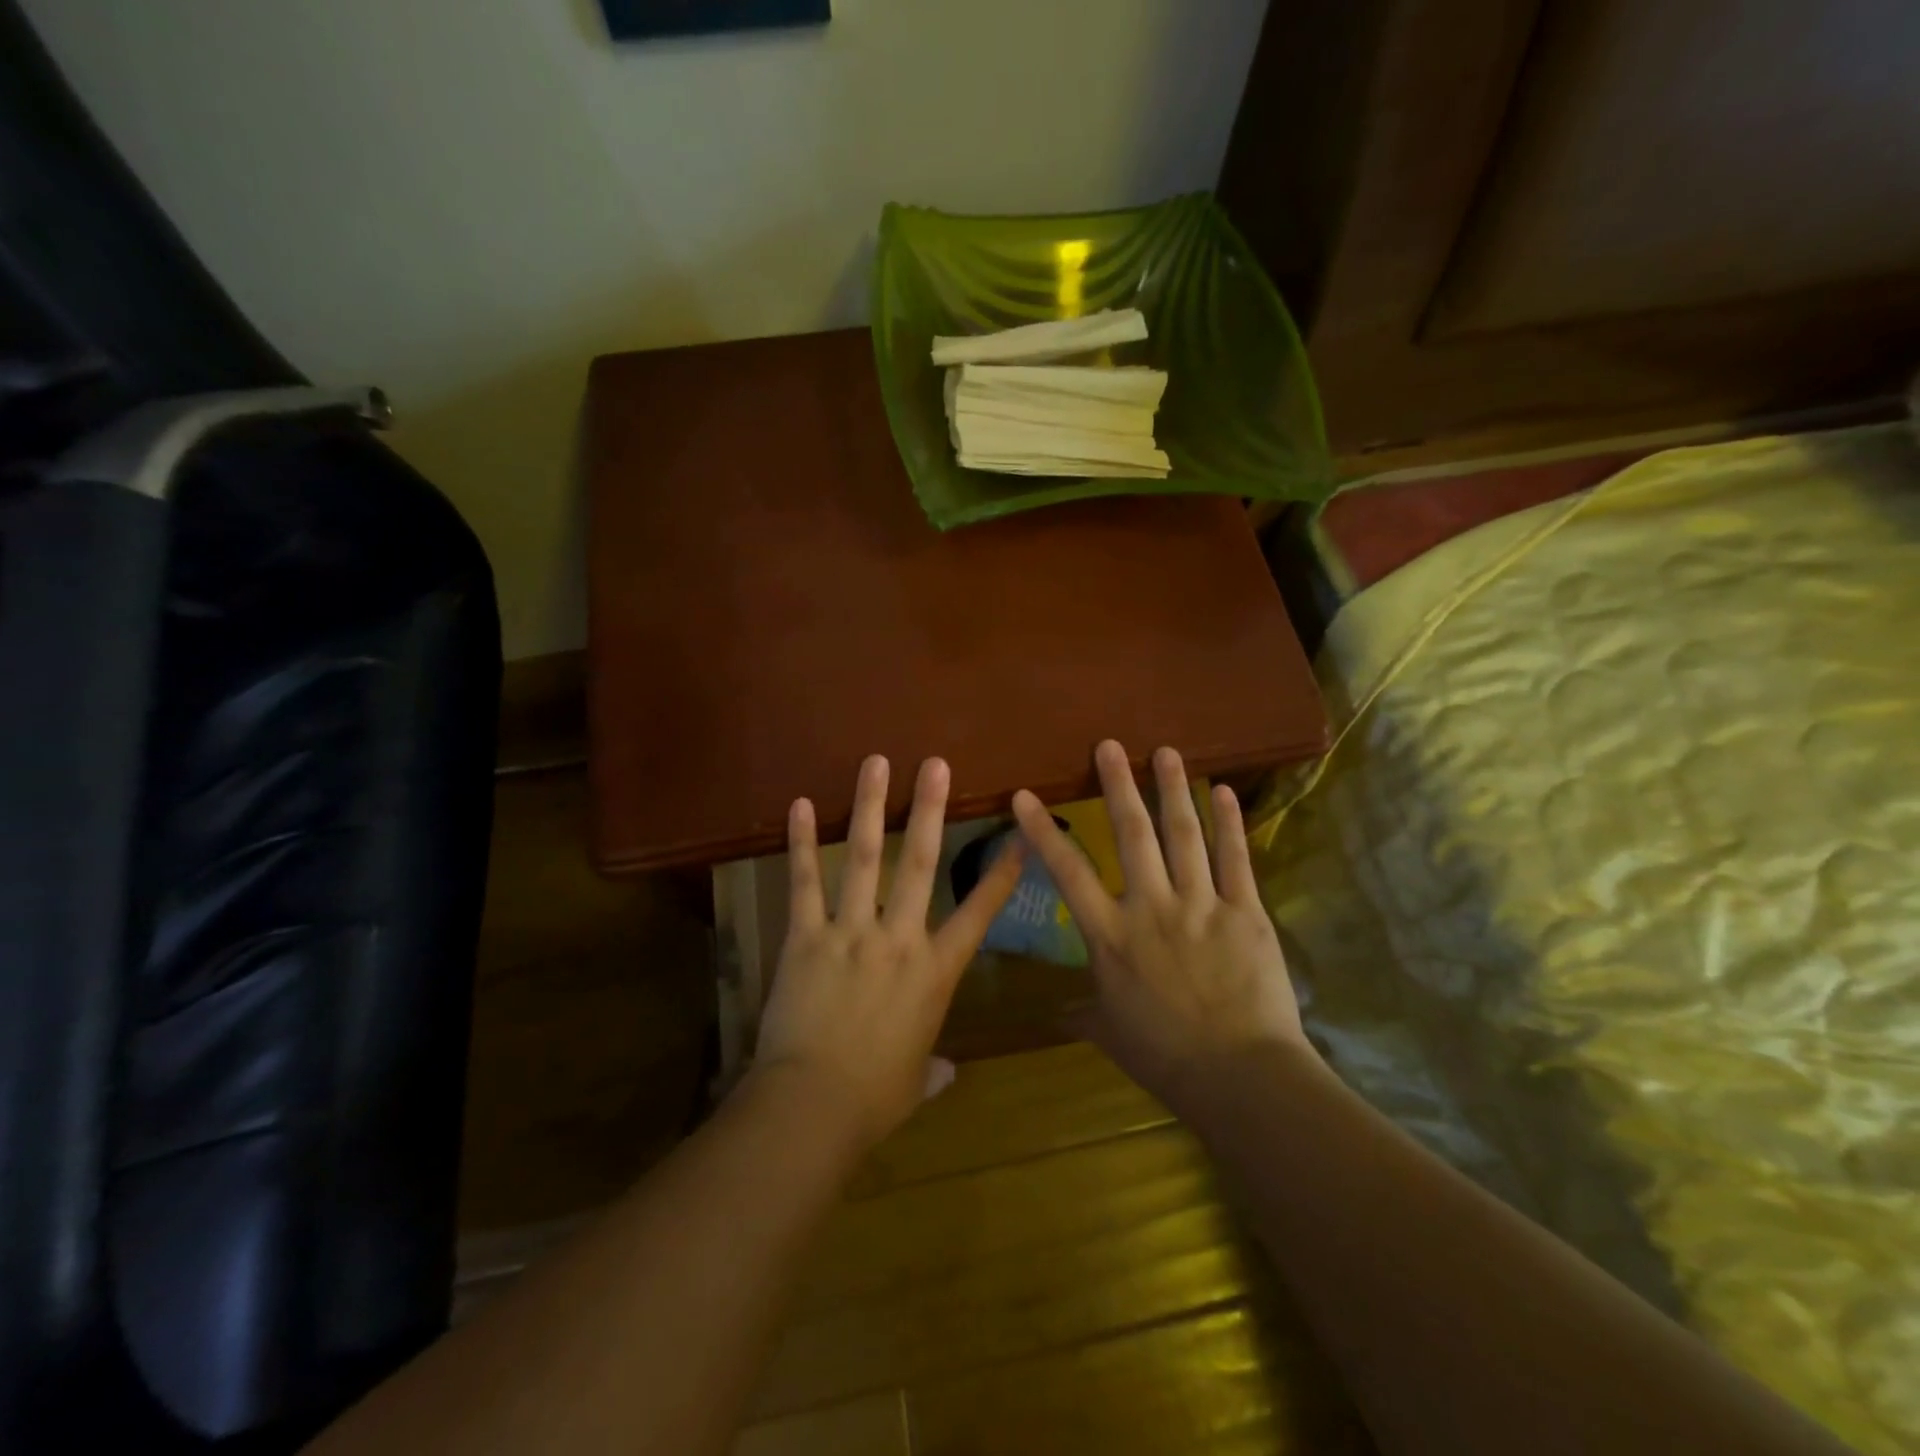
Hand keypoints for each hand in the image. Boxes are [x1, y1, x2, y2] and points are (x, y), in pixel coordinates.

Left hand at [753, 755, 1025, 1151]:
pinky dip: (802, 842)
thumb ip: (932, 1070)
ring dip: (871, 806)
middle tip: (936, 765)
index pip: (978, 915)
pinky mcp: (805, 936)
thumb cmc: (873, 1099)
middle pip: (920, 862)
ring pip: (865, 856)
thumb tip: (947, 1075)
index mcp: (935, 972)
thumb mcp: (912, 1083)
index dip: (1000, 875)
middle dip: (930, 809)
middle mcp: (898, 938)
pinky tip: (800, 804)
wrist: (813, 1106)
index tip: (1018, 837)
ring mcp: (851, 931)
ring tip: (876, 763)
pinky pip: (804, 882)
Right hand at [1011, 740, 1311, 1111]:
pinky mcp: (1245, 912)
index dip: (1043, 832)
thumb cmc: (1165, 1057)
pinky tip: (1222, 791)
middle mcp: (1151, 907)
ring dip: (1173, 789)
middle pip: (1132, 834)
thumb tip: (1058, 1015)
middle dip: (1118, 786)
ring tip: (1166, 751)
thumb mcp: (1111, 1033)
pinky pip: (1235, 858)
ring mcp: (1201, 905)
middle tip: (1110, 745)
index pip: (1068, 873)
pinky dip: (1229, 822)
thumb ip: (1083, 1013)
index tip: (1025, 796)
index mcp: (1111, 936)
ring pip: (1184, 835)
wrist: (1239, 1077)